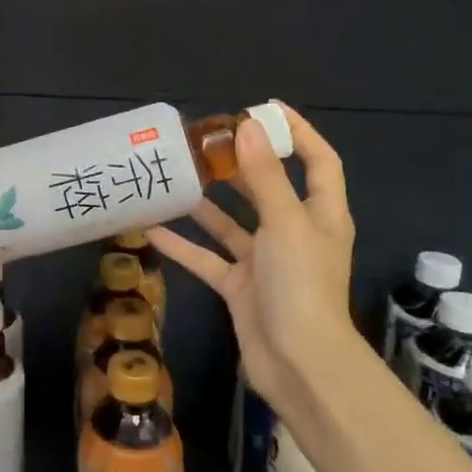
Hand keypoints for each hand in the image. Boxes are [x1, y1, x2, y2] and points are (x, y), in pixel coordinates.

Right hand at [146, 103, 359, 401]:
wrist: (298, 362)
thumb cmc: (301, 285)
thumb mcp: (286, 223)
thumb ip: (266, 177)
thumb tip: (250, 127)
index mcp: (320, 214)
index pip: (318, 161)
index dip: (298, 132)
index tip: (266, 108)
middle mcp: (294, 232)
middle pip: (268, 188)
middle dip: (240, 165)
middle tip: (204, 142)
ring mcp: (265, 262)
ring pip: (231, 224)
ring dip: (205, 205)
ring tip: (175, 178)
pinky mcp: (239, 287)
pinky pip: (207, 258)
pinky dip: (183, 246)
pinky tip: (151, 230)